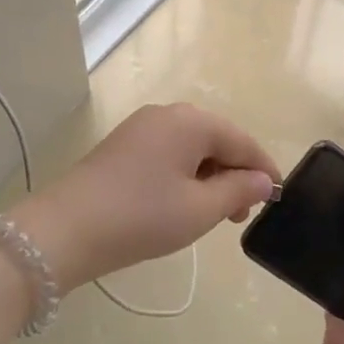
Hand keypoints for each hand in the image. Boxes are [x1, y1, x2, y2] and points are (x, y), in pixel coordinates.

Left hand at [12, 104, 278, 292]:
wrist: (65, 230)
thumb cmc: (141, 218)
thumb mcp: (200, 209)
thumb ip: (239, 190)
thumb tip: (264, 180)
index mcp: (191, 121)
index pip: (242, 140)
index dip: (264, 169)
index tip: (278, 198)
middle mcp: (167, 113)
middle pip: (217, 139)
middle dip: (235, 174)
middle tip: (240, 216)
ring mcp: (141, 127)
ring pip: (191, 147)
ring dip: (210, 176)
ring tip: (214, 215)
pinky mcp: (123, 145)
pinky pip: (168, 153)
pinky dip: (184, 174)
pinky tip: (183, 202)